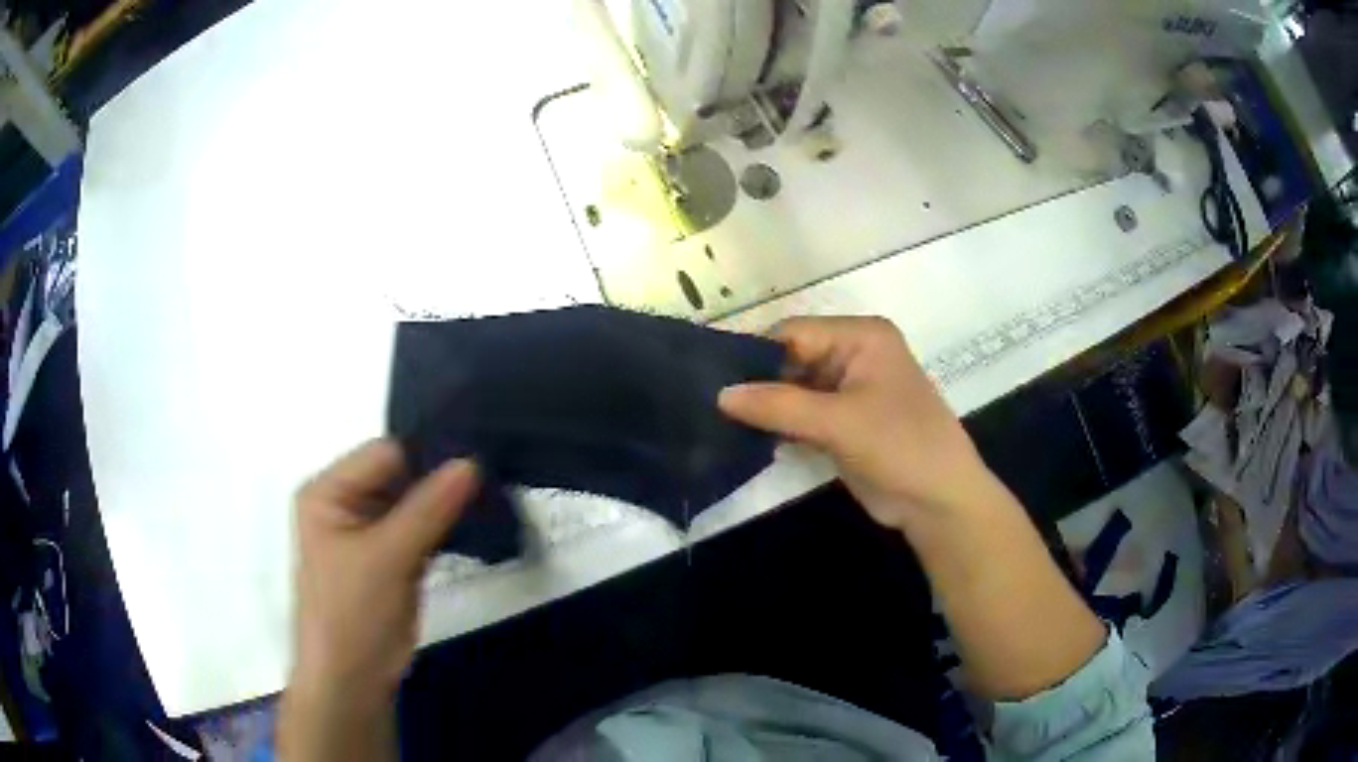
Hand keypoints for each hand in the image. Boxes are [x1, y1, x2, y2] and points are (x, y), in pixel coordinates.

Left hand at [281, 440, 476, 760]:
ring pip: (414, 503)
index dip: (425, 456)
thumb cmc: (352, 612)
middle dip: (439, 480)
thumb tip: (471, 461)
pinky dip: (444, 528)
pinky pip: (420, 529)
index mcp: (328, 490)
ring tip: (491, 497)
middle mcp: (345, 502)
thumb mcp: (387, 557)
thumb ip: (428, 508)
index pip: (383, 454)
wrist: (353, 680)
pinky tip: (476, 523)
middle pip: (399, 475)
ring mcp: (368, 531)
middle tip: (491, 478)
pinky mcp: (390, 557)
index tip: (476, 460)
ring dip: (446, 505)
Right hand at [719, 317, 990, 530]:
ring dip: (765, 406)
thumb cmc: (900, 446)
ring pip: (794, 390)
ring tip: (715, 419)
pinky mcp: (844, 423)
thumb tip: (720, 394)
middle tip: (706, 402)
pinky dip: (779, 425)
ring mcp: (849, 391)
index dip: (754, 353)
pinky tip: (743, 436)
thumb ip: (779, 405)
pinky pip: (802, 415)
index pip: (794, 333)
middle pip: (792, 359)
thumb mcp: (839, 422)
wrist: (938, 501)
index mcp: (861, 337)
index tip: (708, 377)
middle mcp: (854, 355)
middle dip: (756, 382)